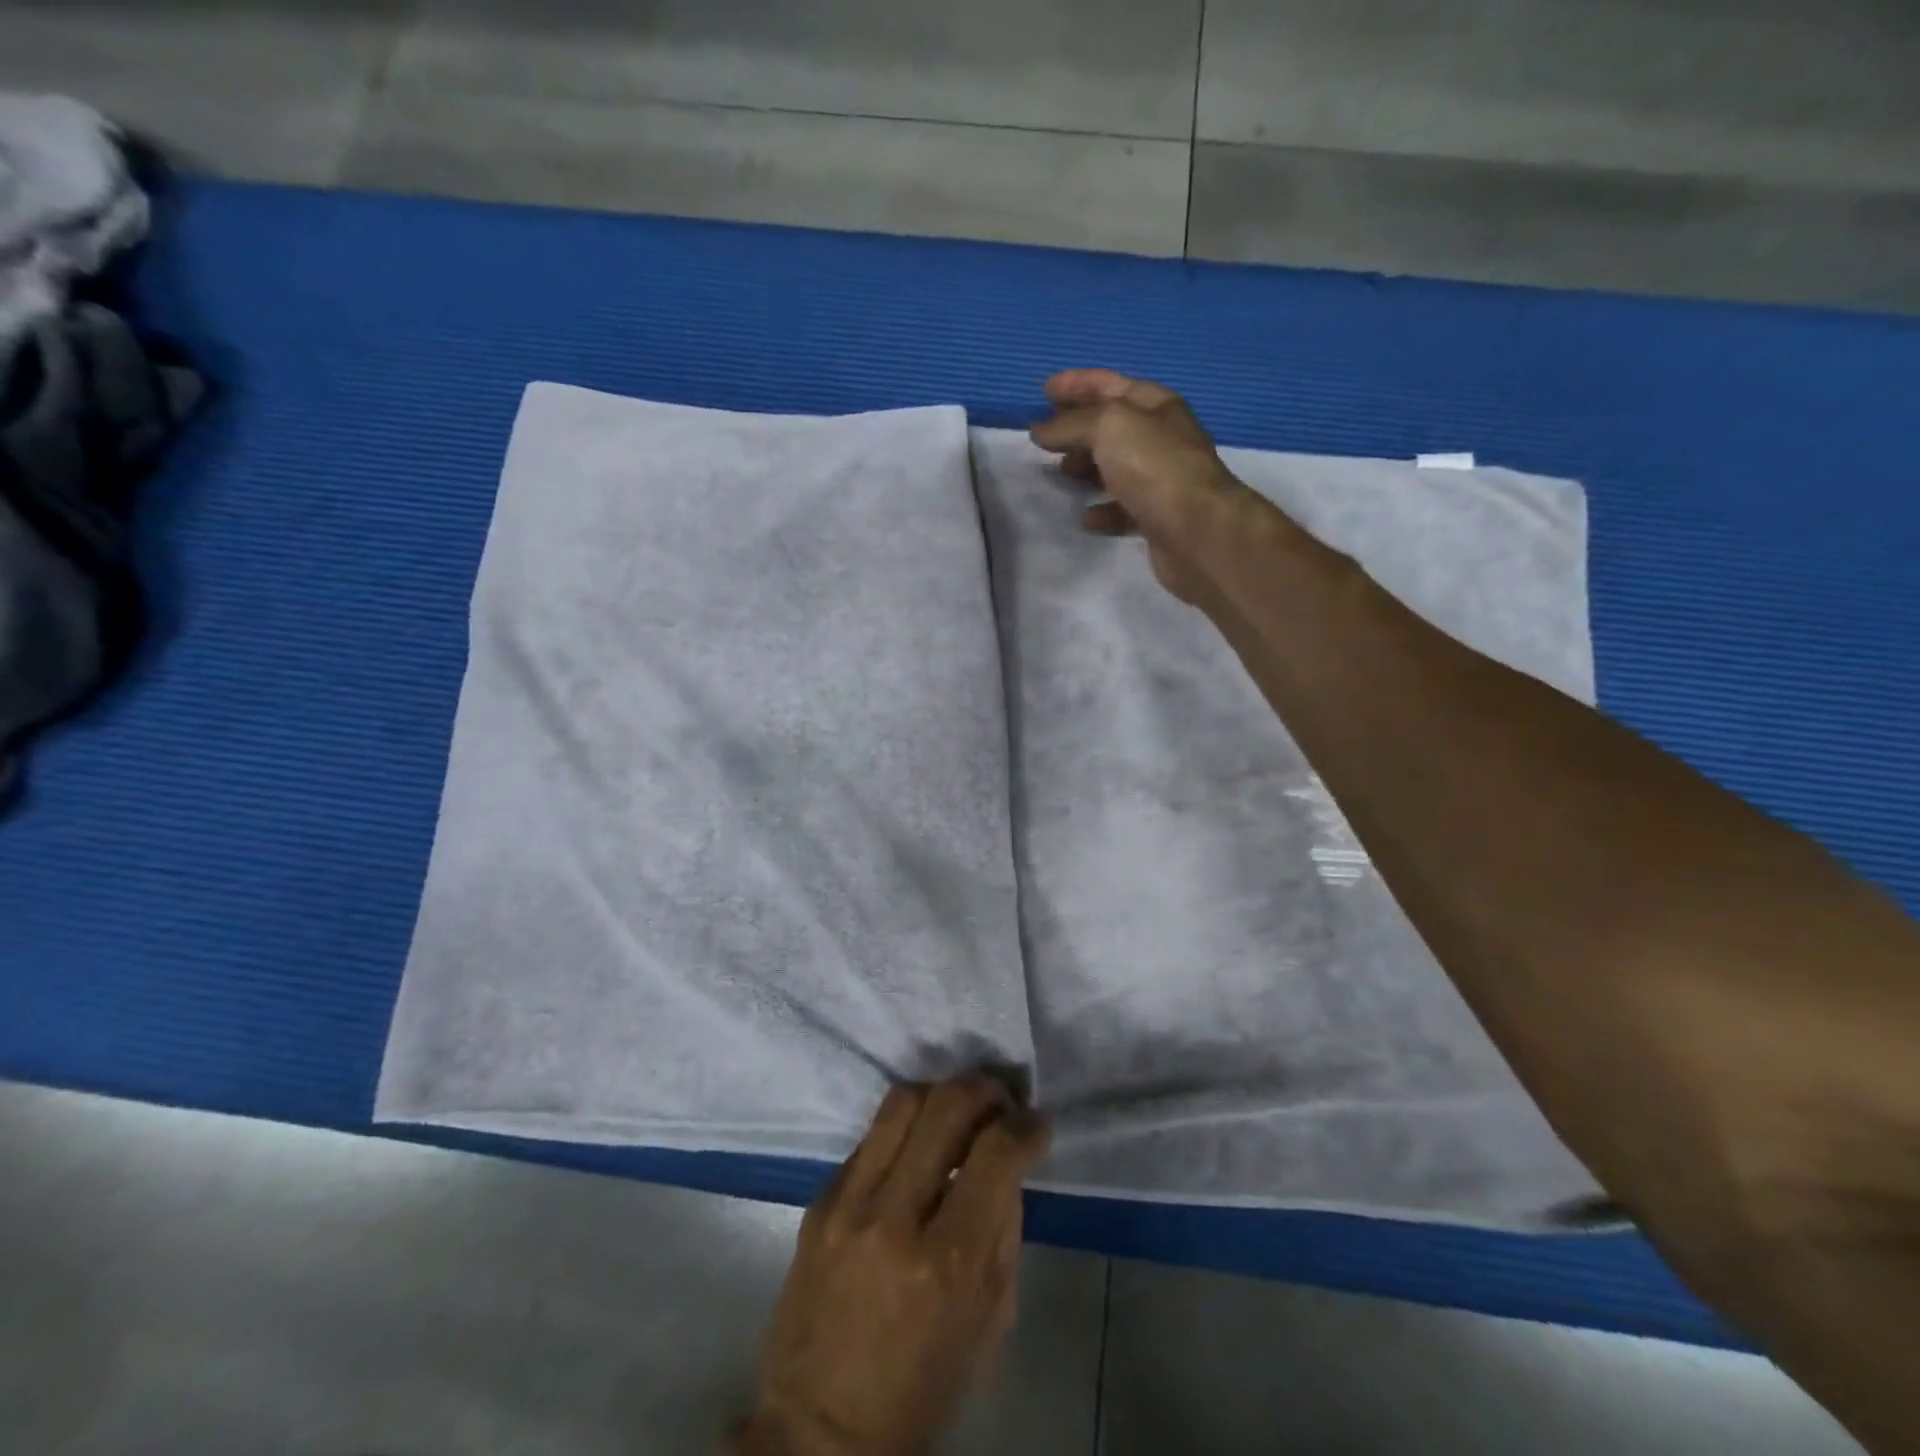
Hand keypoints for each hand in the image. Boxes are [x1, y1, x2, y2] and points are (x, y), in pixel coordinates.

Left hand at [736, 1078, 1050, 1455]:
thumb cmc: (921, 1389)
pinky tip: (915, 1150)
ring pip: (901, 1101)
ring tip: (959, 1109)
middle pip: (946, 1105)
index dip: (1027, 1127)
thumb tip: (1008, 1163)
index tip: (1036, 1123)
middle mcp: (894, 1217)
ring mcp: (848, 1203)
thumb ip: (1003, 1231)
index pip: (996, 1154)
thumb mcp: (989, 1323)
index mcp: (948, 1262)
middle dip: (985, 1090)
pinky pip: (870, 1137)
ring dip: (941, 1093)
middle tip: (1001, 1101)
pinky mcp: (818, 1200)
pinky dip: (903, 1131)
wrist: (817, 1432)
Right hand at [1028, 368, 1255, 606]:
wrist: (1197, 531)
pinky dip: (1103, 510)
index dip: (1078, 384)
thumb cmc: (1155, 467)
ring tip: (1063, 475)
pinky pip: (1124, 509)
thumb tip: (1041, 429)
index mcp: (1157, 406)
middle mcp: (1162, 439)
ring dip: (1088, 468)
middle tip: (1048, 440)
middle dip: (1079, 429)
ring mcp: (1162, 480)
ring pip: (1117, 467)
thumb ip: (1071, 424)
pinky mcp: (1158, 518)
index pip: (1112, 385)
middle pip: (1114, 427)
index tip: (1044, 391)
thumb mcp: (1109, 427)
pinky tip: (1087, 518)